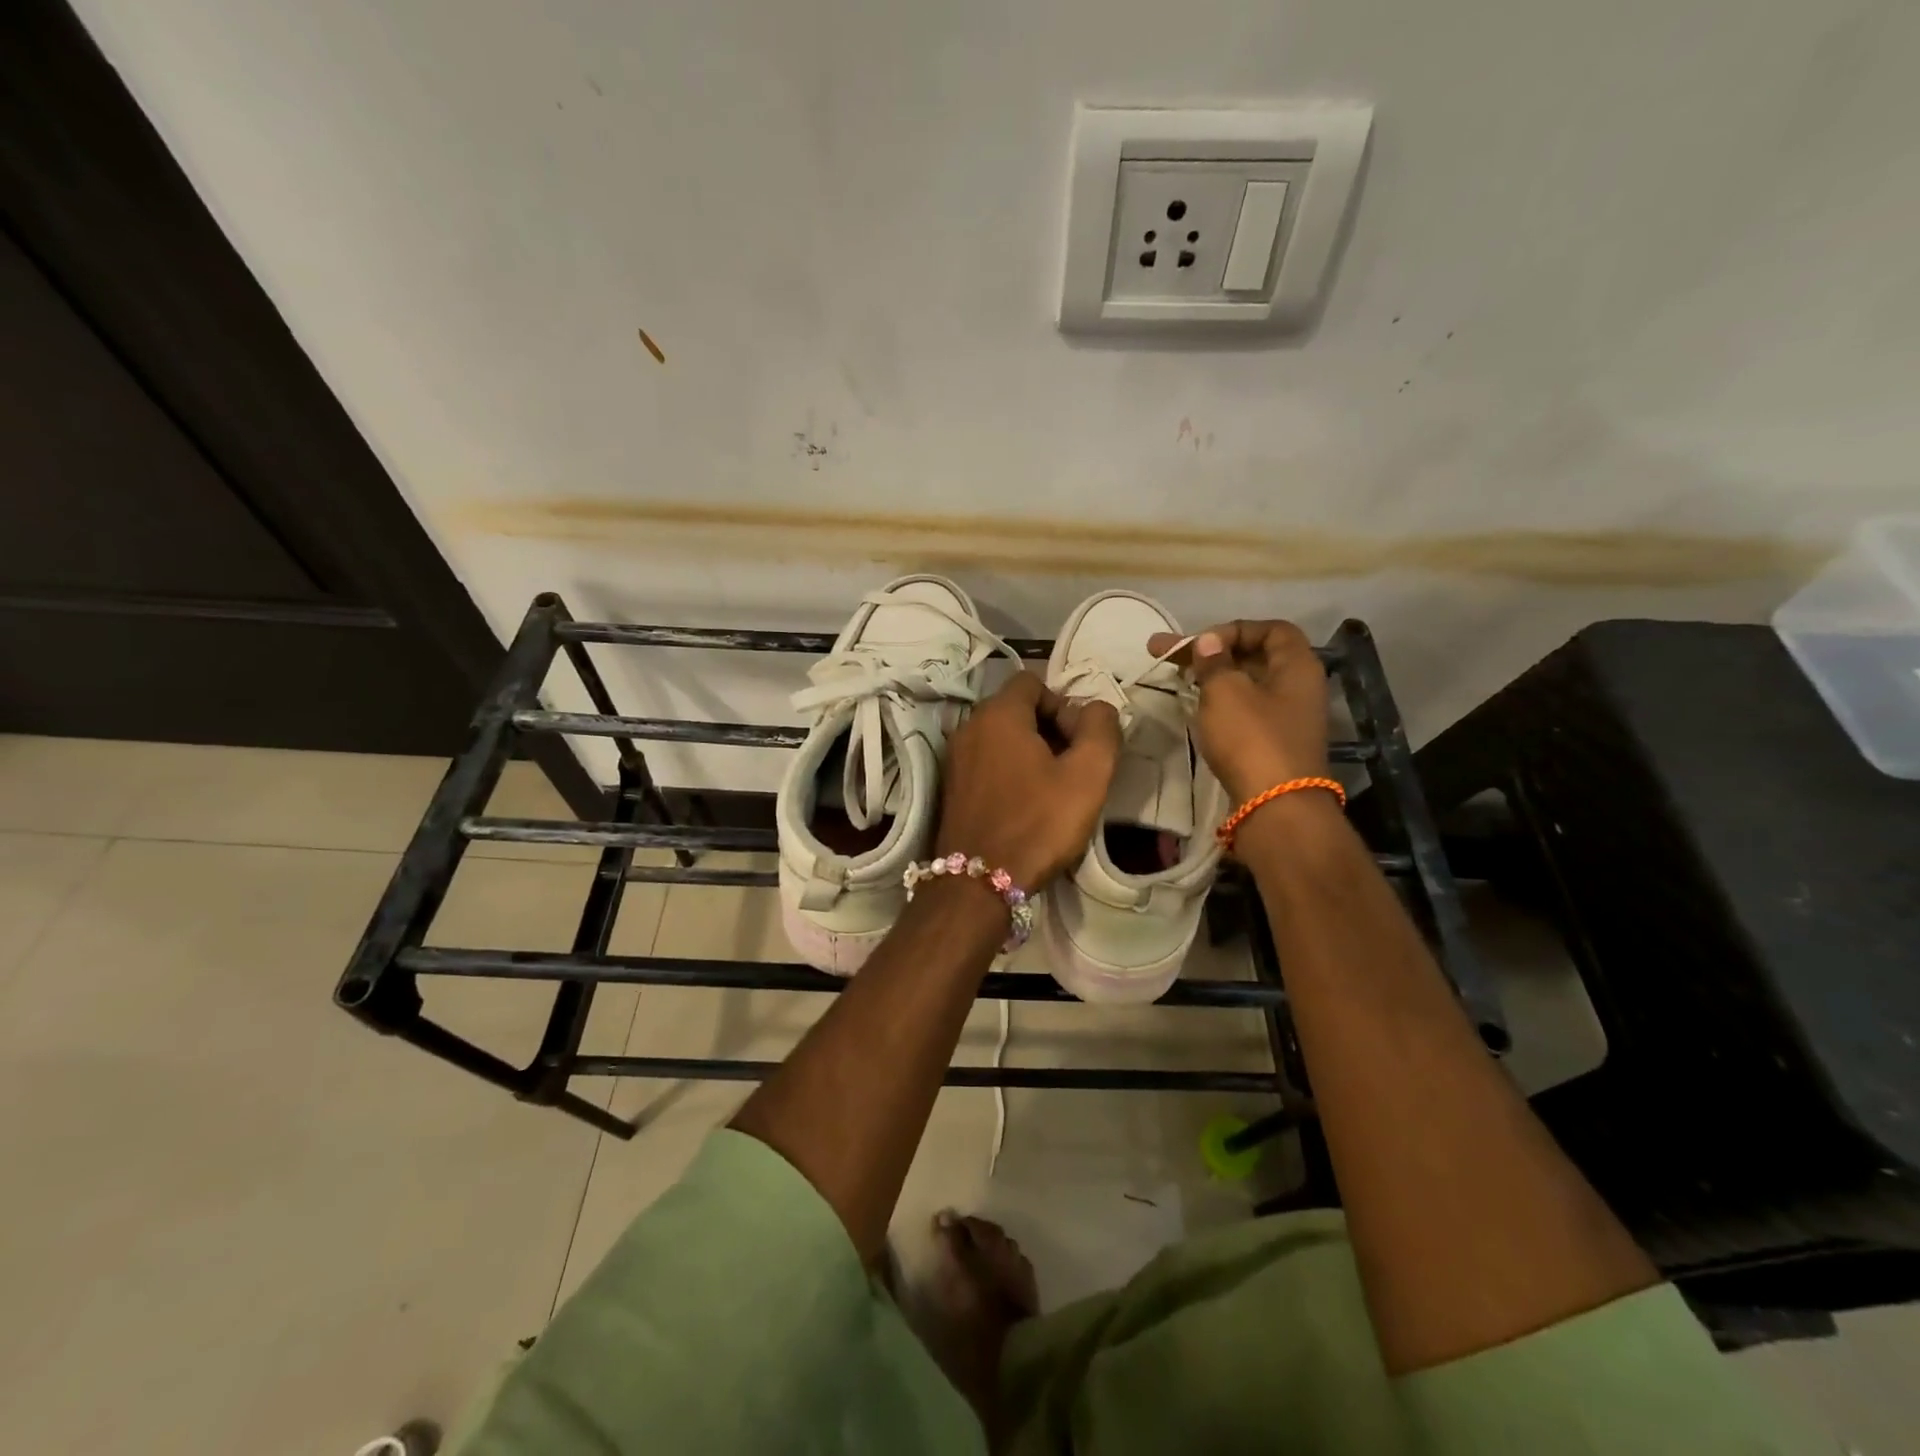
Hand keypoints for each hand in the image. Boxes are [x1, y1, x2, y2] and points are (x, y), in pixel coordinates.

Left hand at [935, 672, 1120, 889]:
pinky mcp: (951, 786)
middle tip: (1071, 768)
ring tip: (1052, 790)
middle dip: (1050, 729)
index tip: (1077, 743)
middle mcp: (969, 727)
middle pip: (1017, 708)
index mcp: (998, 714)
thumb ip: (1100, 728)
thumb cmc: (1037, 823)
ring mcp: (955, 758)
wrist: (978, 882)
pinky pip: (986, 761)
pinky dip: (1008, 771)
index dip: (1063, 705)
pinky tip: (1025, 804)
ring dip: (1031, 752)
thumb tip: (1096, 708)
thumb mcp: (1087, 775)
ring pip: (1001, 737)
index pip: (1034, 681)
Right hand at [1147, 620, 1328, 802]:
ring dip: (1212, 678)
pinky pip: (1245, 712)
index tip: (1201, 643)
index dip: (1234, 629)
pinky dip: (1219, 704)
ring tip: (1175, 679)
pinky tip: (1194, 708)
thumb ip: (1215, 662)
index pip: (1271, 629)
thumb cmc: (1252, 739)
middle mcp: (1298, 688)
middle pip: (1254, 657)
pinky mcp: (1272, 744)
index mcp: (1297, 666)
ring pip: (1246, 686)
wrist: (1274, 807)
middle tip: (1167, 654)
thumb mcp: (1226, 691)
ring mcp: (1286, 719)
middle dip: (1211, 653)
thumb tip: (1210, 641)